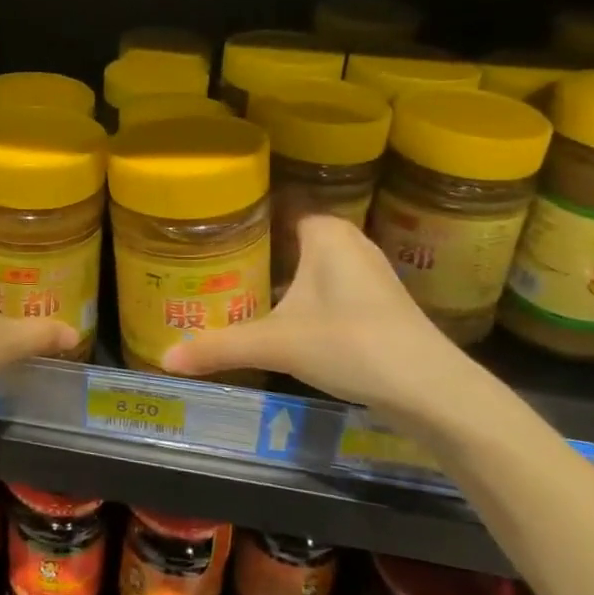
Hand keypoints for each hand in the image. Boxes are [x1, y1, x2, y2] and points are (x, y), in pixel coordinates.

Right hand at [161, 214, 479, 425]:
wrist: (430, 388)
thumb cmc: (349, 343)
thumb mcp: (276, 344)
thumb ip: (219, 347)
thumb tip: (164, 359)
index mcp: (324, 232)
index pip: (275, 206)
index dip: (241, 215)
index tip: (205, 228)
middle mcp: (347, 241)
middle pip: (288, 236)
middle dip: (253, 249)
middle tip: (208, 262)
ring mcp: (367, 271)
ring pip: (309, 262)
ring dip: (278, 274)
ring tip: (233, 285)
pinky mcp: (377, 300)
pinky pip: (326, 284)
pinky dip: (301, 293)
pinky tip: (278, 316)